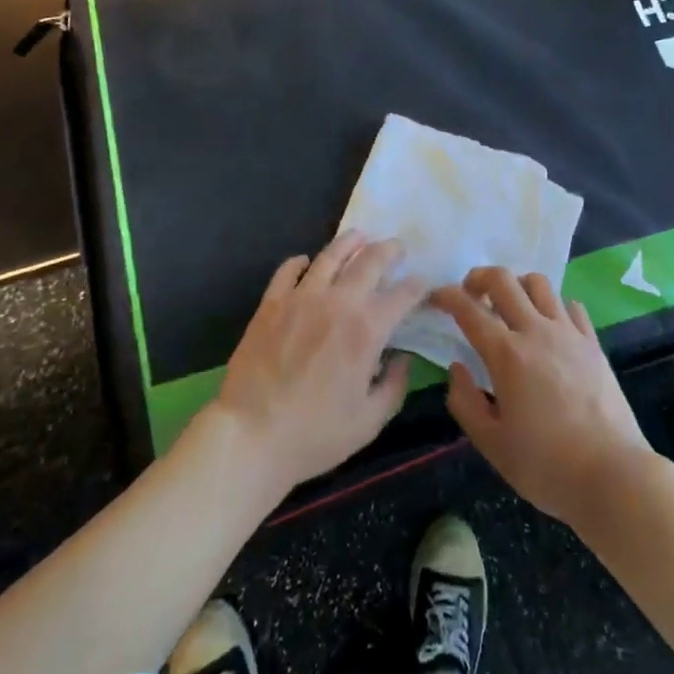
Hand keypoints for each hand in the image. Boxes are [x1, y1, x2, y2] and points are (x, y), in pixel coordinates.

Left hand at [209, 231, 427, 497]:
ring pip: (330, 255)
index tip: (422, 285)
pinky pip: (288, 270)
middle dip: (390, 250)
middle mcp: (337, 303)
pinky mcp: (271, 303)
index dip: (418, 286)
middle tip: (397, 248)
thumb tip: (402, 358)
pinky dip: (301, 262)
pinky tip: (307, 263)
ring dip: (350, 242)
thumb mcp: (369, 422)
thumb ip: (394, 386)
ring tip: (359, 237)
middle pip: (370, 260)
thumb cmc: (315, 435)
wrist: (250, 436)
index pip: (403, 294)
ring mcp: (301, 298)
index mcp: (367, 330)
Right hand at [432, 268, 653, 527]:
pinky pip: (570, 306)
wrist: (613, 475)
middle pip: (504, 280)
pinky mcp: (593, 343)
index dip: (447, 296)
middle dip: (479, 277)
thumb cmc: (546, 466)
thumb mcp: (492, 444)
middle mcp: (536, 331)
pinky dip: (553, 306)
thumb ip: (465, 402)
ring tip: (510, 307)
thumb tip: (457, 369)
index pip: (468, 310)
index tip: (436, 297)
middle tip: (470, 293)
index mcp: (506, 355)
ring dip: (517, 285)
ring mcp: (569, 333)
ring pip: (539, 284)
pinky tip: (549, 327)